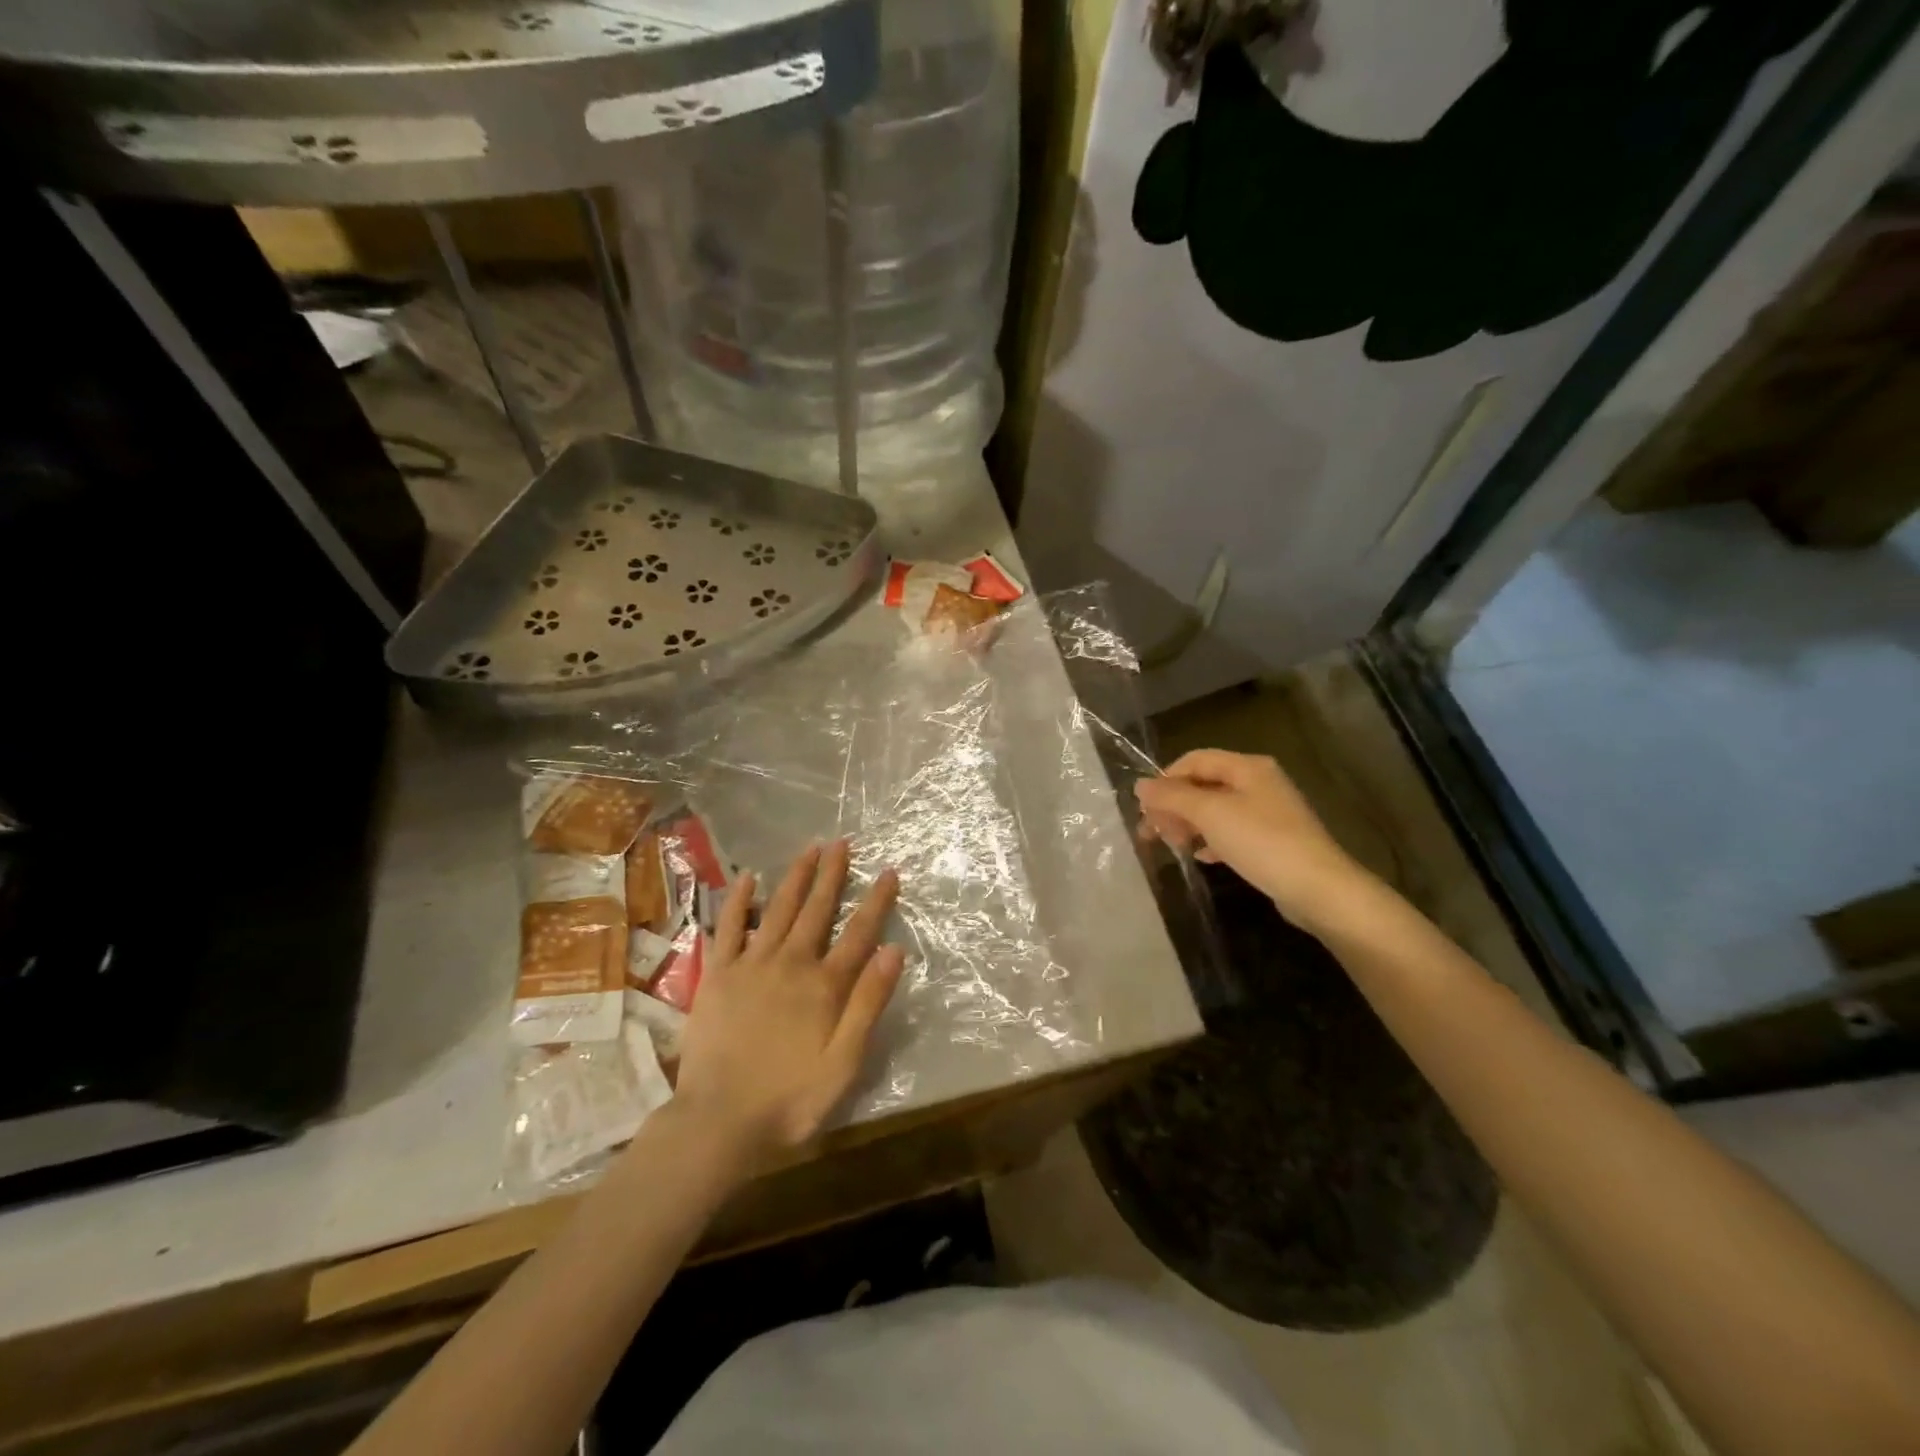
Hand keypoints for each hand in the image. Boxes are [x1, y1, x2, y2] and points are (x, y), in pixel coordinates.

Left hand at [671, 839, 904, 1168]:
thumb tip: (894, 950)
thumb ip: (869, 1004)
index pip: (860, 933)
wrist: (718, 1121)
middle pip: (818, 910)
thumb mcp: (845, 1062)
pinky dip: (739, 901)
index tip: (889, 871)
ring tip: (810, 849)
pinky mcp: (717, 975)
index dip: (877, 901)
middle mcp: (791, 963)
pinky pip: (729, 928)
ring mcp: (751, 965)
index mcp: (825, 985)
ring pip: (779, 909)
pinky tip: (748, 878)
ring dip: (796, 877)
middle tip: (843, 843)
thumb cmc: (790, 1098)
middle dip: (833, 874)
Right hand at [1135, 749, 1370, 933]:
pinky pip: (1231, 832)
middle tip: (1150, 832)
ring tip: (1172, 846)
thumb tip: (1140, 785)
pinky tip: (1202, 857)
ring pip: (1215, 810)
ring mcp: (1267, 812)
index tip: (1144, 807)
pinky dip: (1211, 840)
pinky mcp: (1272, 840)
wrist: (1318, 889)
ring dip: (1188, 824)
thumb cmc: (1261, 841)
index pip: (1195, 760)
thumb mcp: (1210, 813)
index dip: (1165, 779)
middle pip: (1204, 785)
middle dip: (1174, 806)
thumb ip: (1172, 796)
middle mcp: (1258, 782)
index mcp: (1247, 767)